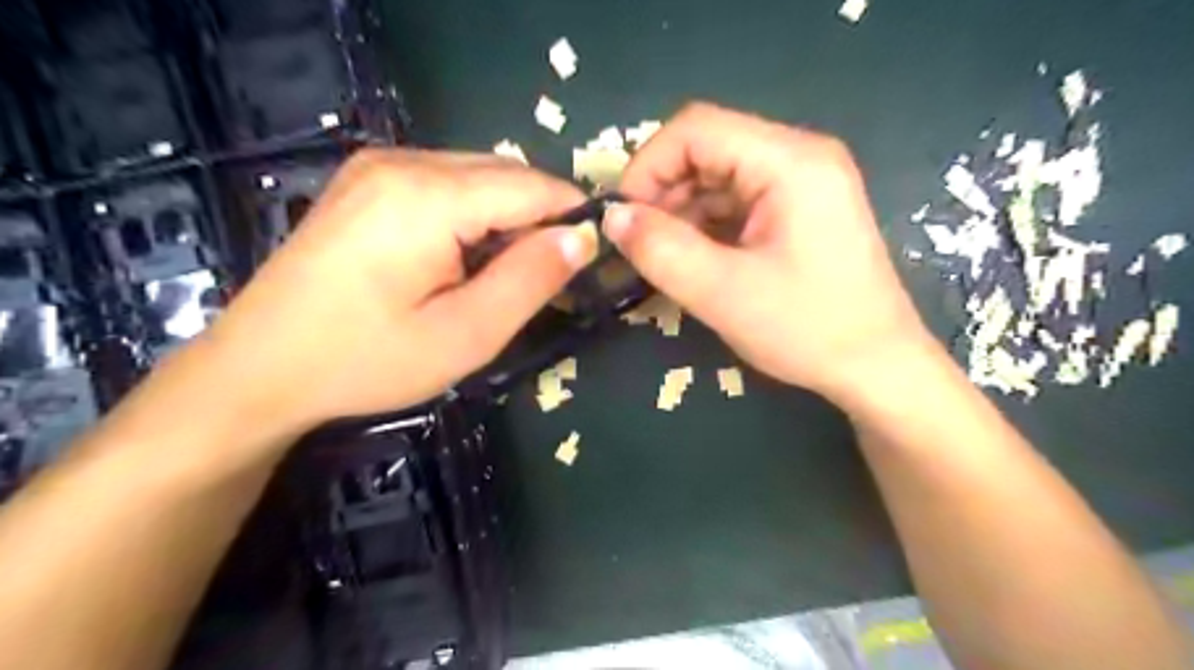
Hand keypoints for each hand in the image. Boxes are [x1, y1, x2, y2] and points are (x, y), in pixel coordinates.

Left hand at [177, 148, 597, 435]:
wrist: (259, 367)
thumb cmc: (367, 360)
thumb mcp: (465, 334)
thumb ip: (530, 279)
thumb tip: (582, 237)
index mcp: (429, 195)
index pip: (532, 186)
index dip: (572, 215)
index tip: (595, 255)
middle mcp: (402, 161)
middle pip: (504, 174)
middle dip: (539, 218)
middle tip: (552, 275)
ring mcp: (377, 165)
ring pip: (476, 176)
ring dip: (507, 216)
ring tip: (509, 271)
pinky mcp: (365, 181)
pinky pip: (444, 182)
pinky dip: (473, 213)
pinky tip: (464, 255)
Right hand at [607, 102, 931, 401]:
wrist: (877, 368)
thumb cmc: (807, 329)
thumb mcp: (721, 292)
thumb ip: (660, 249)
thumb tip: (611, 216)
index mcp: (790, 161)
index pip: (696, 129)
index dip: (647, 166)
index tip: (623, 218)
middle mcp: (800, 157)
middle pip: (708, 149)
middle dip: (663, 192)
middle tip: (639, 244)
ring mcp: (803, 183)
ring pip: (718, 177)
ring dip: (682, 212)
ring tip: (663, 258)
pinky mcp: (799, 210)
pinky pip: (737, 201)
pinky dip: (706, 225)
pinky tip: (694, 259)